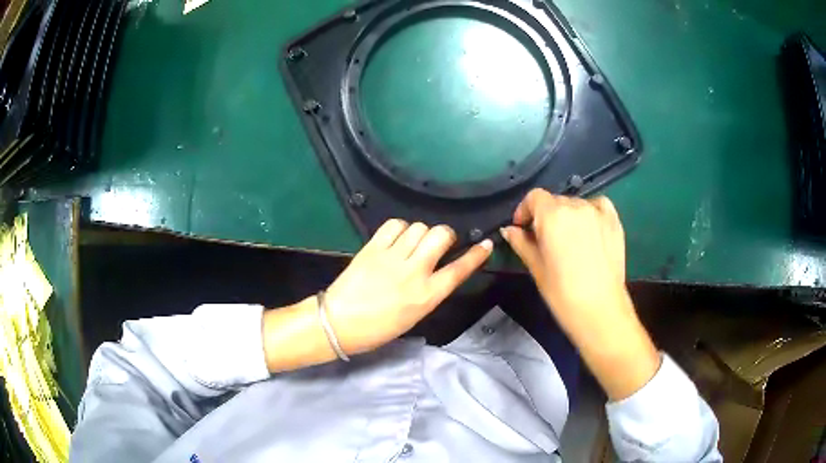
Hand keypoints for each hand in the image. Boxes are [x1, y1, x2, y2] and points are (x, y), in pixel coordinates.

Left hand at [325, 220, 492, 355]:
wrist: (339, 323)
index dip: (476, 255)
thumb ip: (430, 291)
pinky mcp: (373, 248)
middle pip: (441, 235)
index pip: (460, 269)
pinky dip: (400, 228)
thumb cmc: (379, 328)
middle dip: (445, 235)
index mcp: (428, 295)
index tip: (485, 244)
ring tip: (413, 243)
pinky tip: (397, 238)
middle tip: (439, 243)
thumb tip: (437, 270)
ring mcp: (393, 257)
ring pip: (419, 227)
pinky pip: (394, 225)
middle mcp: (414, 272)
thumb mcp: (414, 315)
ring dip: (422, 232)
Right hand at [501, 189, 659, 400]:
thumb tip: (509, 230)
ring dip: (567, 216)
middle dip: (546, 216)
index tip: (522, 228)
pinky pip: (598, 205)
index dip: (524, 210)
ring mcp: (597, 212)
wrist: (600, 310)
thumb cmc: (562, 293)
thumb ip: (521, 243)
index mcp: (552, 216)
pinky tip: (589, 228)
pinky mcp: (614, 221)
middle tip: (545, 240)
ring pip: (576, 204)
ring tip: (569, 239)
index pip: (534, 197)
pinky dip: (590, 211)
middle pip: (555, 201)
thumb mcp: (536, 268)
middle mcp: (575, 206)